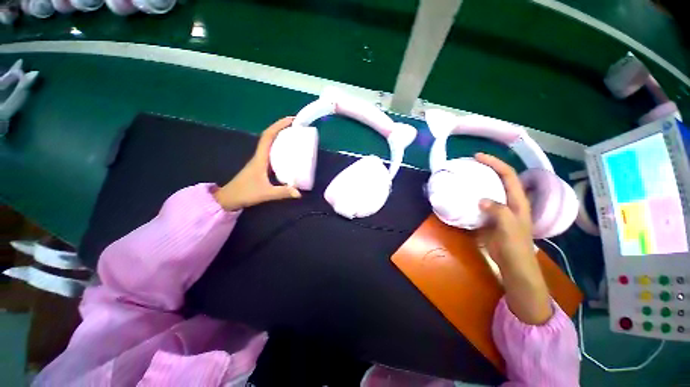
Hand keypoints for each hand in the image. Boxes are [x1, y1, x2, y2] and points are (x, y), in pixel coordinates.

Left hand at [213, 117, 301, 210]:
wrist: (229, 198)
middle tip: (298, 127)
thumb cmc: (245, 193)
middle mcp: (260, 156)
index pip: (268, 136)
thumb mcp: (265, 193)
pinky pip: (272, 152)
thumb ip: (283, 192)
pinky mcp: (261, 166)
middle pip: (270, 136)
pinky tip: (289, 152)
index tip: (292, 120)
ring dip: (281, 136)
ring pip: (270, 143)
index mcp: (260, 158)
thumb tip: (299, 193)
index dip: (279, 126)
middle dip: (282, 128)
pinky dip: (280, 147)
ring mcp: (260, 160)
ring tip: (296, 136)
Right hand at [474, 153, 533, 269]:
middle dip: (487, 168)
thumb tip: (481, 200)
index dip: (495, 163)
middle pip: (500, 179)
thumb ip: (499, 210)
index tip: (478, 157)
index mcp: (518, 201)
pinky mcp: (491, 217)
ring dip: (479, 182)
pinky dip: (473, 196)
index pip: (508, 175)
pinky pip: (481, 202)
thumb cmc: (514, 245)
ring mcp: (500, 210)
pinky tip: (464, 196)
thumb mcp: (509, 226)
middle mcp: (510, 201)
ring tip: (465, 177)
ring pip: (490, 190)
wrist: (513, 263)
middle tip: (470, 165)